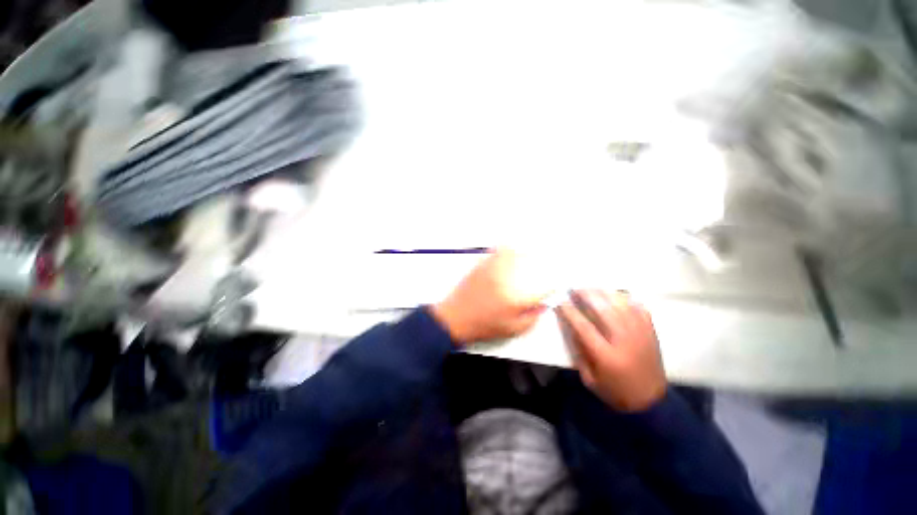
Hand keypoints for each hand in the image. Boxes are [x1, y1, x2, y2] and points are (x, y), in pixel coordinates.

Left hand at [431, 249, 546, 345]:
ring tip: (532, 252)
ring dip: (525, 252)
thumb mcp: (512, 330)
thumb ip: (532, 318)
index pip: (543, 287)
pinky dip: (506, 248)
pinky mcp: (482, 265)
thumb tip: (544, 306)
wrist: (455, 317)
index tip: (556, 284)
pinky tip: (510, 248)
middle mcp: (507, 279)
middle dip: (543, 262)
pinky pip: (497, 251)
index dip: (553, 285)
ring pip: (515, 253)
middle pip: (531, 263)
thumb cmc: (483, 325)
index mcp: (516, 297)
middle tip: (548, 263)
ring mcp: (493, 269)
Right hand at [556, 290, 665, 411]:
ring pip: (621, 304)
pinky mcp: (651, 332)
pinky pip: (639, 307)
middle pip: (603, 309)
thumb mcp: (589, 378)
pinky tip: (615, 296)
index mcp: (606, 355)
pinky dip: (626, 299)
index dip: (570, 311)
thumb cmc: (614, 391)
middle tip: (574, 288)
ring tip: (591, 289)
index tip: (560, 301)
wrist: (651, 402)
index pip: (583, 326)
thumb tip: (570, 325)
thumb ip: (579, 351)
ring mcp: (640, 334)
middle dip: (586, 295)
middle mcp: (624, 341)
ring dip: (603, 293)